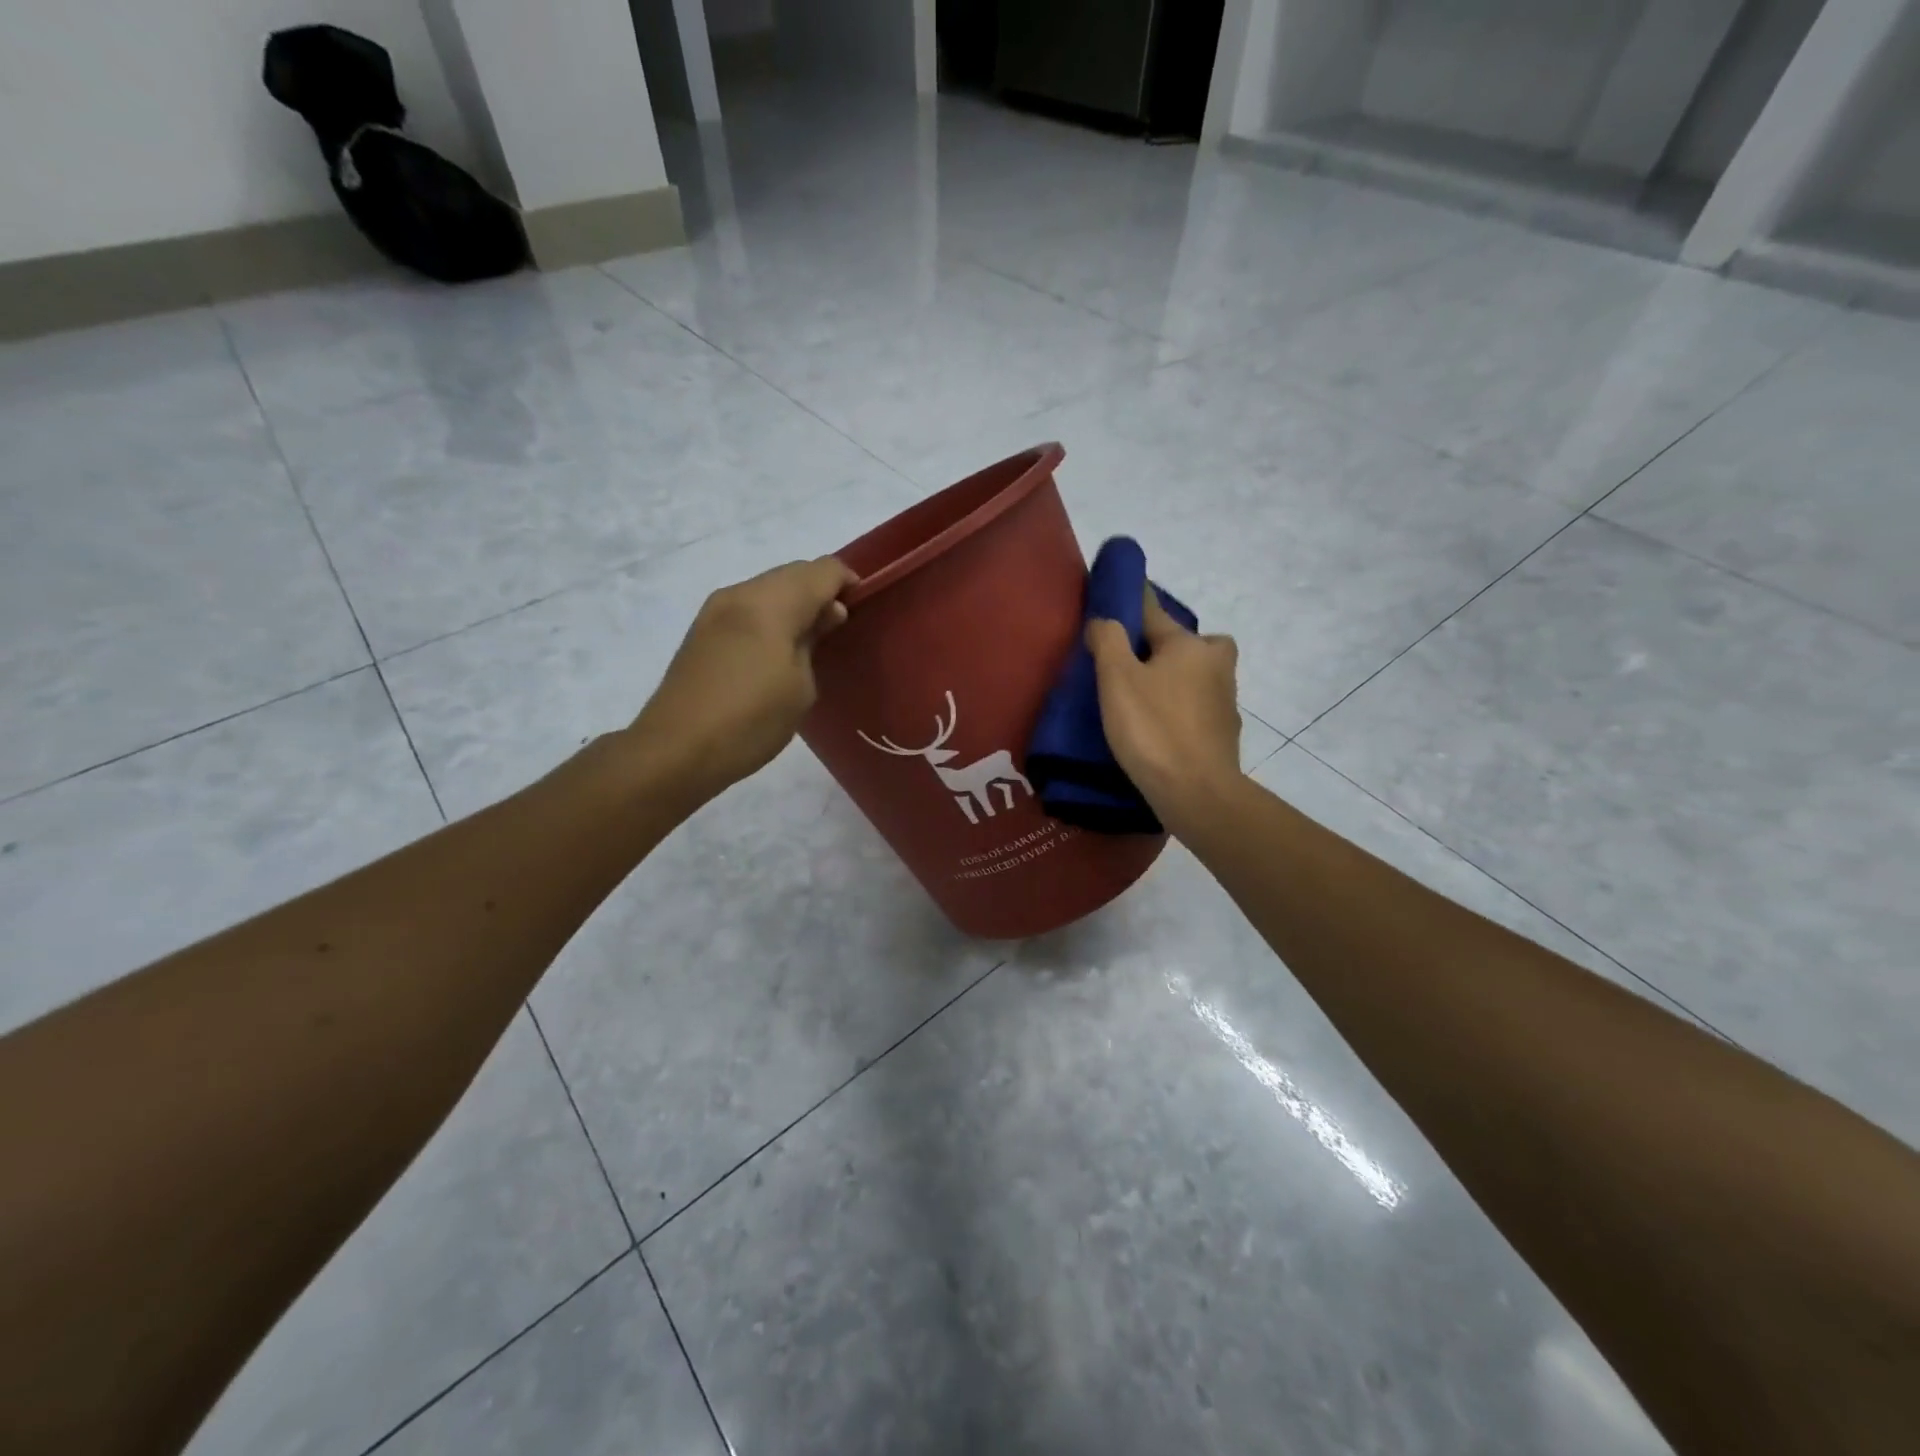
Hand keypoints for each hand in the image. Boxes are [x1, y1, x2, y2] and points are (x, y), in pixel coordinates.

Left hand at [627, 556, 856, 803]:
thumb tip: (826, 614)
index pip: (822, 570)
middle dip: (821, 591)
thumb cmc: (751, 721)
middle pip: (792, 574)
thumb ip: (815, 640)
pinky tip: (776, 650)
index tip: (863, 609)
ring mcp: (715, 610)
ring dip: (794, 604)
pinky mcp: (702, 630)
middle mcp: (740, 593)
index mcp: (770, 603)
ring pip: (768, 588)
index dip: (848, 583)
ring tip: (810, 642)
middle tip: (838, 629)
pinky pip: (747, 608)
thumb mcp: (801, 687)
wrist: (676, 750)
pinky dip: (770, 617)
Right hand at [1086, 591, 1242, 833]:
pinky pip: (1198, 705)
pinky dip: (1181, 707)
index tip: (1118, 595)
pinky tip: (1160, 725)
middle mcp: (1215, 664)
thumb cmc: (1153, 729)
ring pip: (1196, 674)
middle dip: (1165, 644)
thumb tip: (1105, 619)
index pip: (1154, 612)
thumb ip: (1108, 640)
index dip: (1132, 603)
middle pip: (1187, 642)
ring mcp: (1225, 699)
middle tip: (1135, 662)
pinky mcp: (1225, 731)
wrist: (1197, 793)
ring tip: (1142, 697)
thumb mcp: (1117, 679)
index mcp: (1189, 645)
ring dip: (1175, 677)